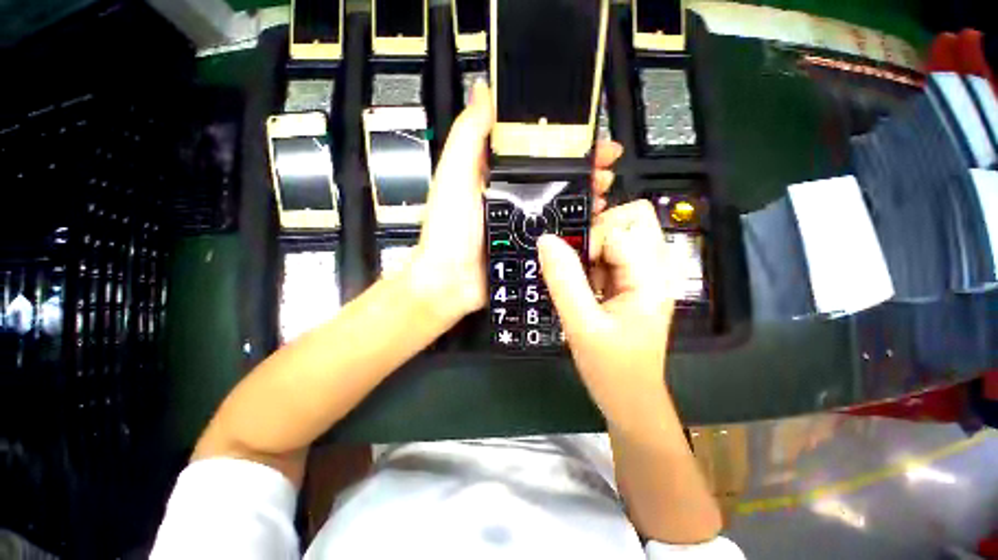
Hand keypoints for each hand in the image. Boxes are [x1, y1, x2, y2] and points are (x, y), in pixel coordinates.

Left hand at [411, 81, 622, 324]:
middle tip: (605, 163)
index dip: (562, 138)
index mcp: (496, 174)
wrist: (451, 280)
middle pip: (554, 174)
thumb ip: (470, 134)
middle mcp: (512, 195)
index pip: (535, 148)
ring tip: (603, 188)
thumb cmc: (448, 229)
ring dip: (585, 192)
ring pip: (561, 200)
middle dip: (583, 166)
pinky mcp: (531, 244)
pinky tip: (592, 218)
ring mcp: (524, 221)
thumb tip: (485, 90)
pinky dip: (577, 222)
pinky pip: (559, 230)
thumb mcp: (454, 174)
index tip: (587, 134)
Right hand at [537, 200, 676, 435]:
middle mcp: (654, 268)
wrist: (629, 397)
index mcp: (650, 277)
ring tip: (582, 280)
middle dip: (598, 232)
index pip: (621, 227)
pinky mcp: (632, 282)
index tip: (574, 268)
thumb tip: (546, 240)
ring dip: (593, 248)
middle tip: (578, 262)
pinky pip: (611, 252)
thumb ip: (564, 280)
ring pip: (619, 233)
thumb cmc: (611, 368)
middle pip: (632, 218)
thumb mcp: (581, 325)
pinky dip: (592, 261)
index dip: (591, 240)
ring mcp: (644, 274)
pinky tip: (586, 286)